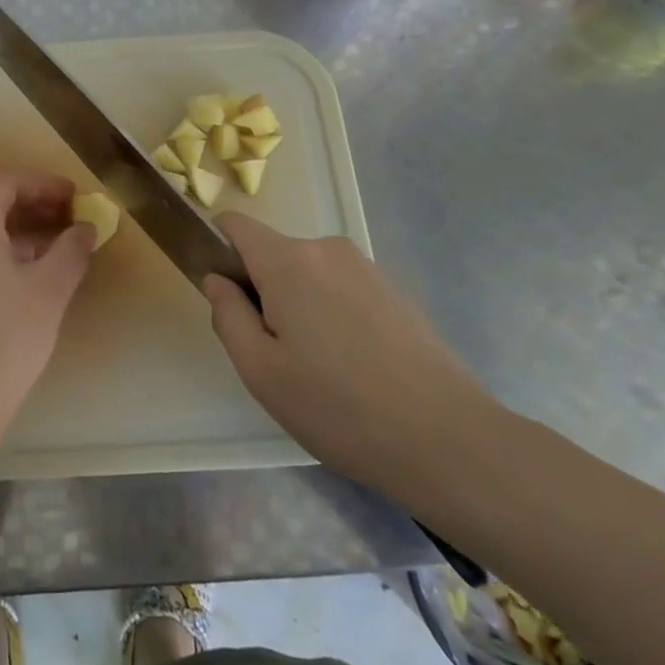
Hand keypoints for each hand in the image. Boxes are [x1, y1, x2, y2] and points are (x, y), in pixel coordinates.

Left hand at [0, 171, 92, 453]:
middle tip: (67, 219)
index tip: (76, 197)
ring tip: (52, 250)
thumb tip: (84, 228)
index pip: (7, 181)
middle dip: (30, 205)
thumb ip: (71, 250)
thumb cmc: (1, 340)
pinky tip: (20, 279)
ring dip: (13, 230)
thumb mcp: (48, 292)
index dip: (44, 185)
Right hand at [203, 213, 502, 510]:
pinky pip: (342, 288)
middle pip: (273, 254)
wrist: (446, 439)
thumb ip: (227, 315)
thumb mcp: (261, 371)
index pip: (235, 225)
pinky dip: (333, 314)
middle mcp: (326, 249)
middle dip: (262, 291)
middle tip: (275, 354)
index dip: (218, 249)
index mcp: (288, 260)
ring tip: (319, 368)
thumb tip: (218, 280)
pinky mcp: (395, 290)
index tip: (224, 297)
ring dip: (299, 305)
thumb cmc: (338, 407)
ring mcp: (366, 267)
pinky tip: (354, 368)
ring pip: (308, 274)